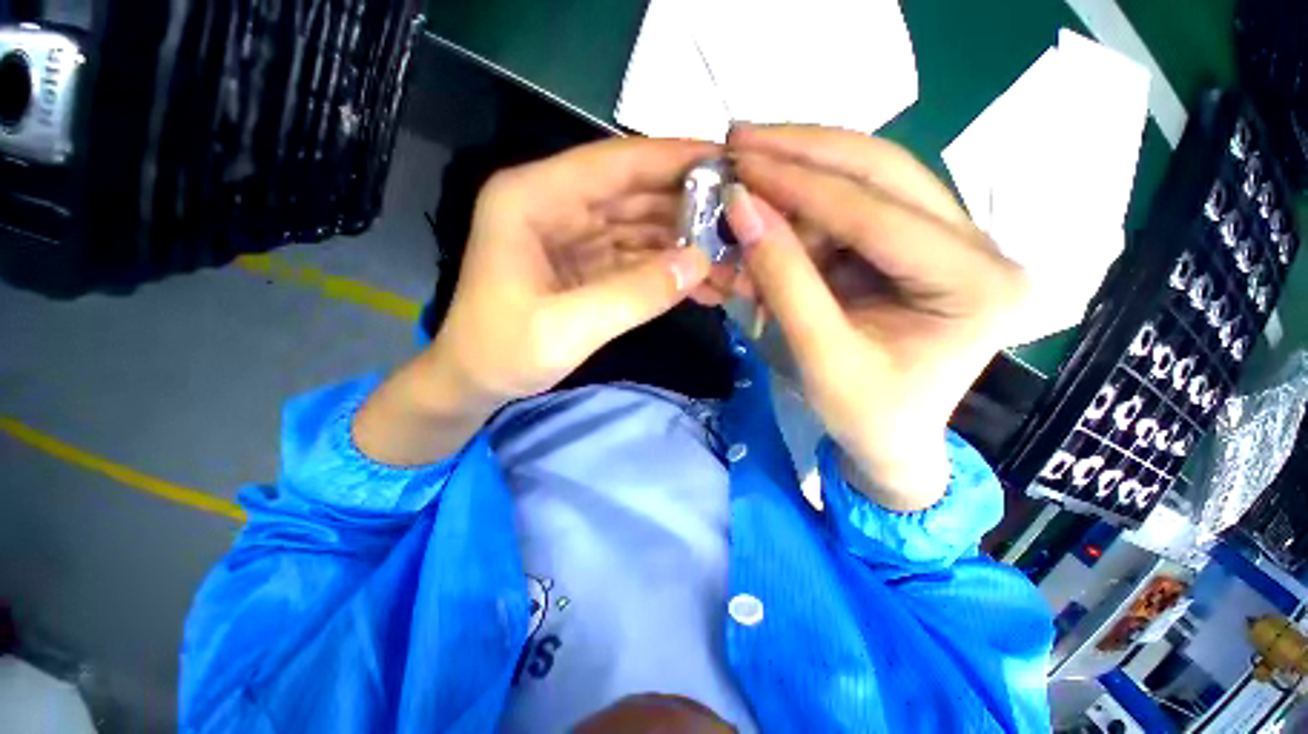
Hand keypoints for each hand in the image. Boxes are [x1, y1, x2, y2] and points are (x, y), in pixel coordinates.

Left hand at [355, 137, 725, 465]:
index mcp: (534, 199)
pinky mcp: (587, 264)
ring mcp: (574, 235)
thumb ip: (633, 294)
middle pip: (635, 193)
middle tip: (742, 224)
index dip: (673, 159)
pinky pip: (636, 257)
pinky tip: (701, 283)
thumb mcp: (567, 328)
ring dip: (684, 243)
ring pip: (641, 226)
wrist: (475, 382)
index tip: (729, 162)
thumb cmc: (502, 353)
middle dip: (689, 209)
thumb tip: (700, 263)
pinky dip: (668, 269)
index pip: (615, 163)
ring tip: (731, 262)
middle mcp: (556, 206)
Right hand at [725, 125, 1026, 510]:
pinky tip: (771, 212)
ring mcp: (949, 239)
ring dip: (801, 177)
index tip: (739, 165)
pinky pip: (855, 208)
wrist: (891, 441)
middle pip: (885, 171)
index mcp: (977, 285)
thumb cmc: (865, 416)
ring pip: (869, 180)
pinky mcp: (915, 246)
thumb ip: (783, 281)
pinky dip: (806, 206)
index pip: (878, 214)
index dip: (801, 186)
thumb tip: (742, 207)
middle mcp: (978, 246)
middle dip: (805, 151)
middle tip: (740, 137)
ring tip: (748, 178)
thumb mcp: (820, 356)